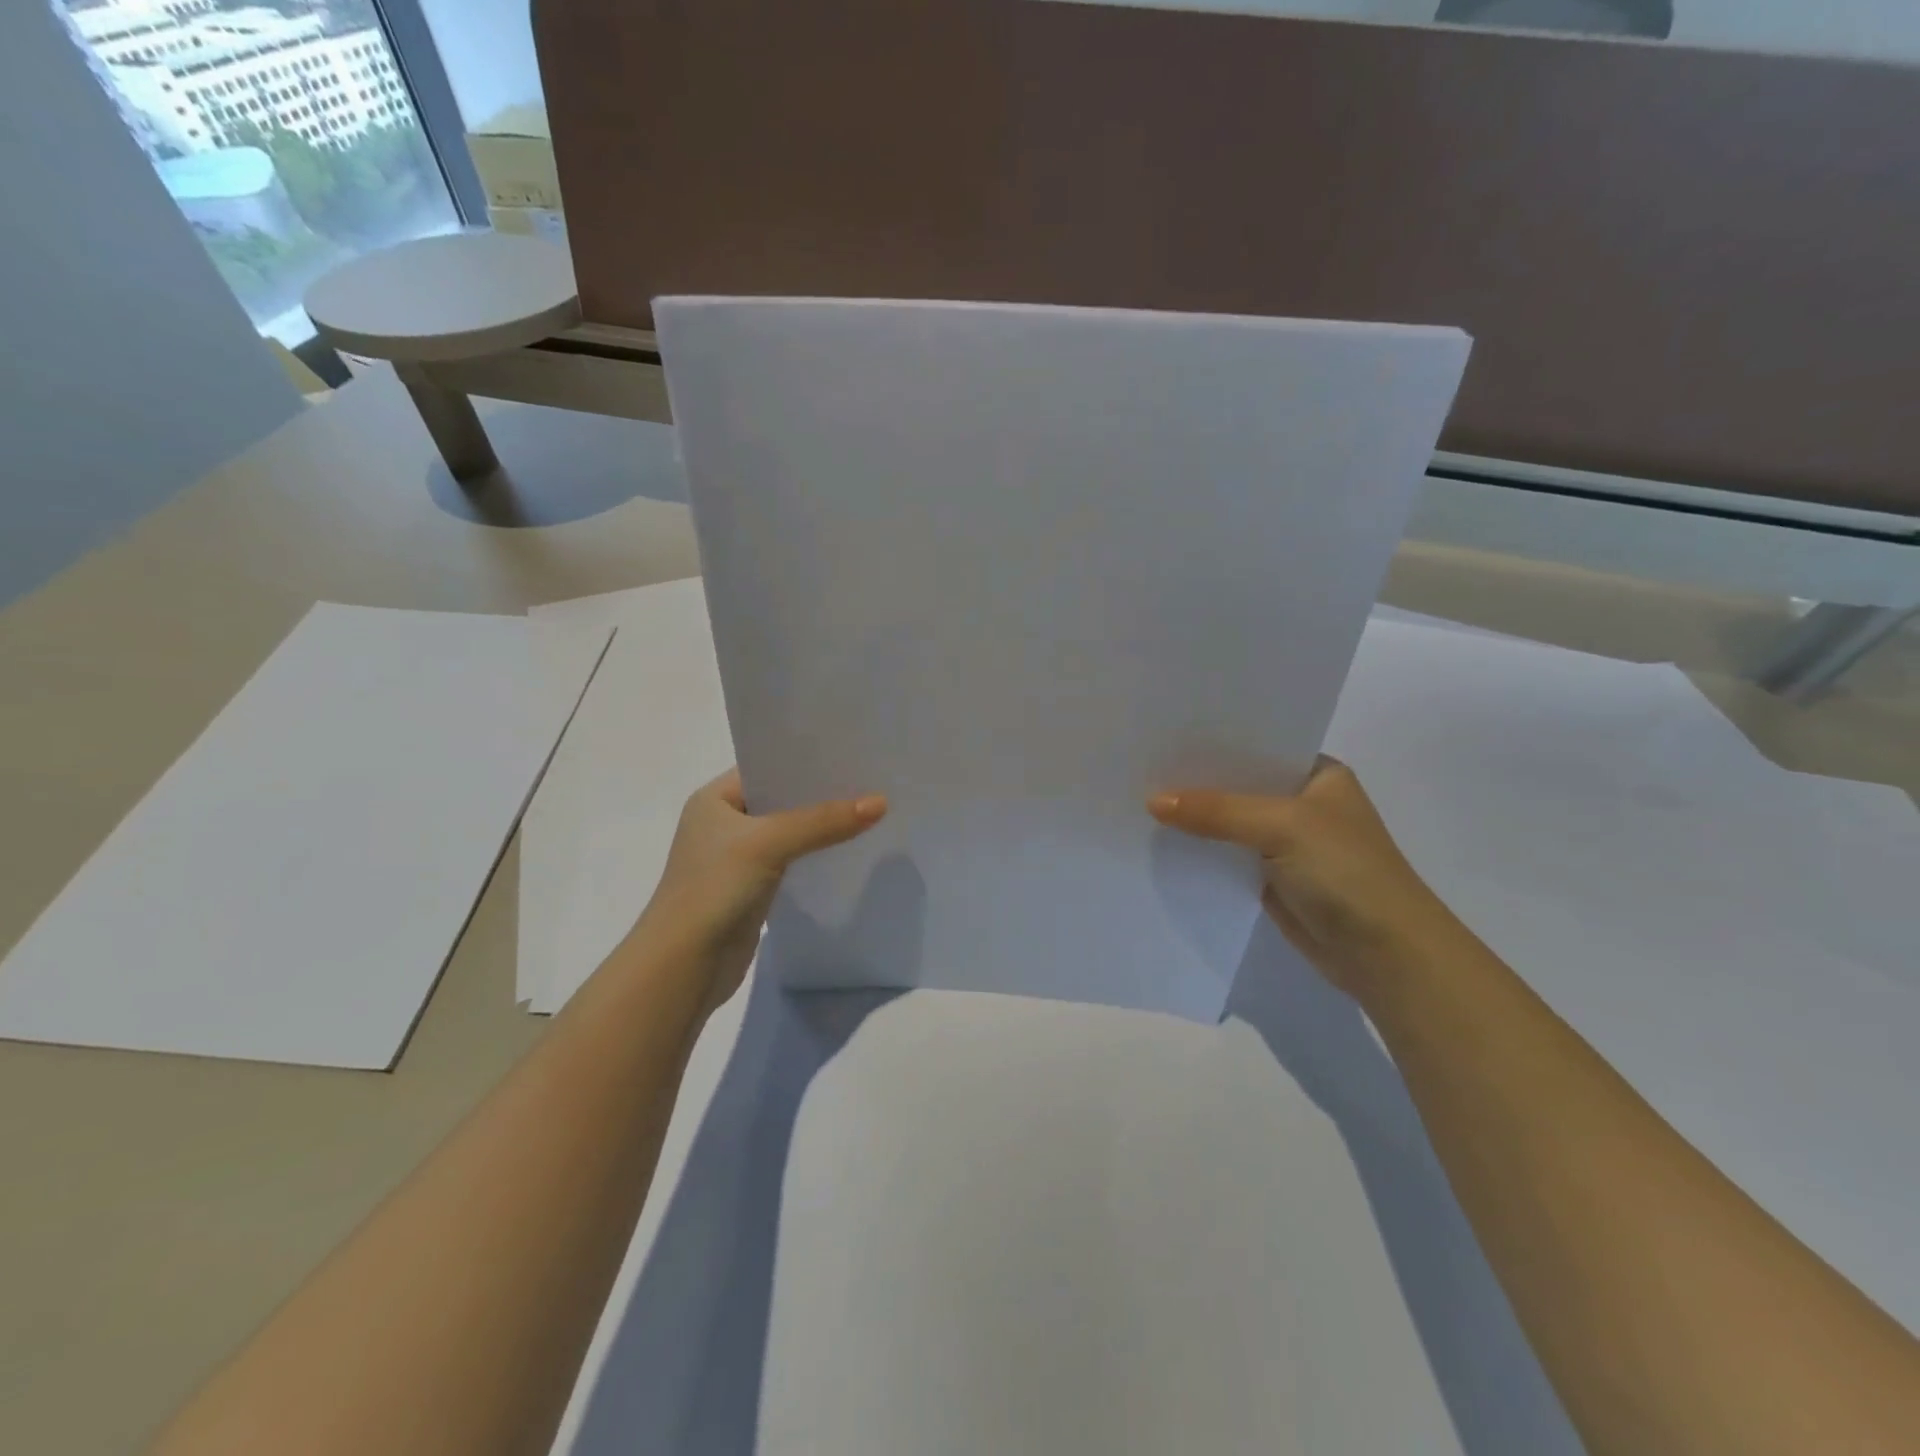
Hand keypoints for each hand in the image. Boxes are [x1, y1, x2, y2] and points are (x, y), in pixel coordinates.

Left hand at [634, 769, 886, 1014]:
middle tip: (870, 782)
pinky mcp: (751, 890)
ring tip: (869, 812)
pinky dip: (815, 856)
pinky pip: (791, 862)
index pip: (766, 767)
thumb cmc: (714, 889)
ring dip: (821, 827)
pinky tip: (848, 851)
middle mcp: (724, 823)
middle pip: (781, 800)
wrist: (684, 967)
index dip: (806, 761)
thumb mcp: (769, 843)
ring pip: (789, 832)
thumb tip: (881, 802)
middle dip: (821, 795)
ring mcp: (737, 859)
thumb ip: (823, 821)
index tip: (851, 755)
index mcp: (715, 799)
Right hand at [1149, 757, 1463, 1000]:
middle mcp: (1301, 802)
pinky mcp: (1271, 878)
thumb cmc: (1346, 872)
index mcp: (1318, 774)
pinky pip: (1226, 856)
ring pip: (1229, 822)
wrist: (1385, 955)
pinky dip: (1200, 851)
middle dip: (1196, 781)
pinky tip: (1161, 841)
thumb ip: (1217, 811)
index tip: (1164, 735)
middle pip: (1238, 785)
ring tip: (1138, 798)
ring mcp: (1286, 842)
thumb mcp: (1282, 827)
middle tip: (1141, 766)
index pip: (1256, 746)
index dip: (1213, 743)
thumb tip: (1153, 801)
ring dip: (1195, 818)